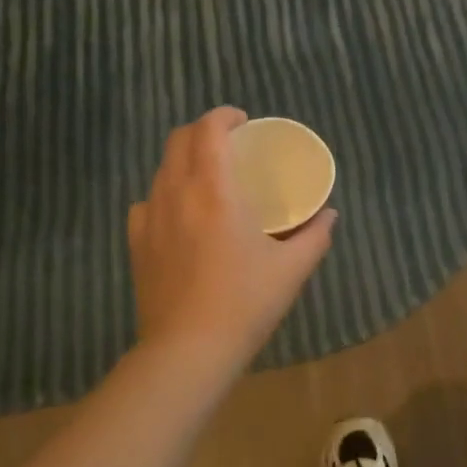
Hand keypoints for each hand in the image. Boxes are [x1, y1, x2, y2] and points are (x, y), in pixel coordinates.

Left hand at [128, 107, 336, 374]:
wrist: (188, 351)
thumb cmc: (245, 304)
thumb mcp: (291, 270)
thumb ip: (315, 236)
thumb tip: (330, 214)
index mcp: (215, 190)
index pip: (209, 130)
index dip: (224, 116)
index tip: (243, 122)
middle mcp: (176, 193)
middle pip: (179, 140)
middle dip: (203, 131)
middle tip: (229, 144)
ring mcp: (150, 217)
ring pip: (161, 169)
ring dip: (184, 161)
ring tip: (207, 178)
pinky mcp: (136, 243)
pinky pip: (147, 201)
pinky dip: (165, 194)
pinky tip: (180, 215)